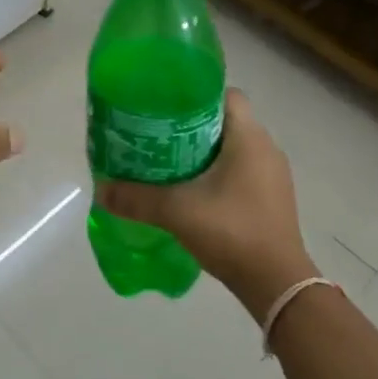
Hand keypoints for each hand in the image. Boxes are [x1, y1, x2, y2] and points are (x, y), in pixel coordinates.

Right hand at [95, 89, 315, 319]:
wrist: (277, 284)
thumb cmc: (232, 232)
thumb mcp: (176, 211)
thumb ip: (136, 198)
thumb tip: (100, 190)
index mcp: (250, 137)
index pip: (226, 94)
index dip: (195, 94)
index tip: (166, 106)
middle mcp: (267, 148)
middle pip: (226, 120)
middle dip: (192, 125)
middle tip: (158, 135)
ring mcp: (273, 175)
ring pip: (233, 148)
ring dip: (204, 151)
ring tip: (169, 162)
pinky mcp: (272, 199)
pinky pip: (241, 171)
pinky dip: (218, 173)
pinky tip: (192, 191)